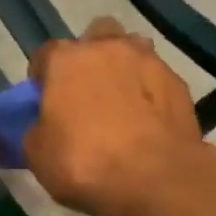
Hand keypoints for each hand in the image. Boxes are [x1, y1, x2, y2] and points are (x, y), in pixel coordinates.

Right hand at [24, 17, 205, 215]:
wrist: (155, 179)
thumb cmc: (86, 163)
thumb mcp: (38, 155)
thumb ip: (37, 129)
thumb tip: (44, 125)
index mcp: (66, 60)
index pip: (45, 54)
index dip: (42, 76)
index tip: (44, 97)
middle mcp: (107, 48)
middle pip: (96, 37)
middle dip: (91, 56)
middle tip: (88, 90)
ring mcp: (148, 61)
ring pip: (132, 49)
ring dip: (125, 67)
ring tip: (124, 101)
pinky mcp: (178, 82)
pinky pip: (157, 79)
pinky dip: (150, 92)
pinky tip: (149, 119)